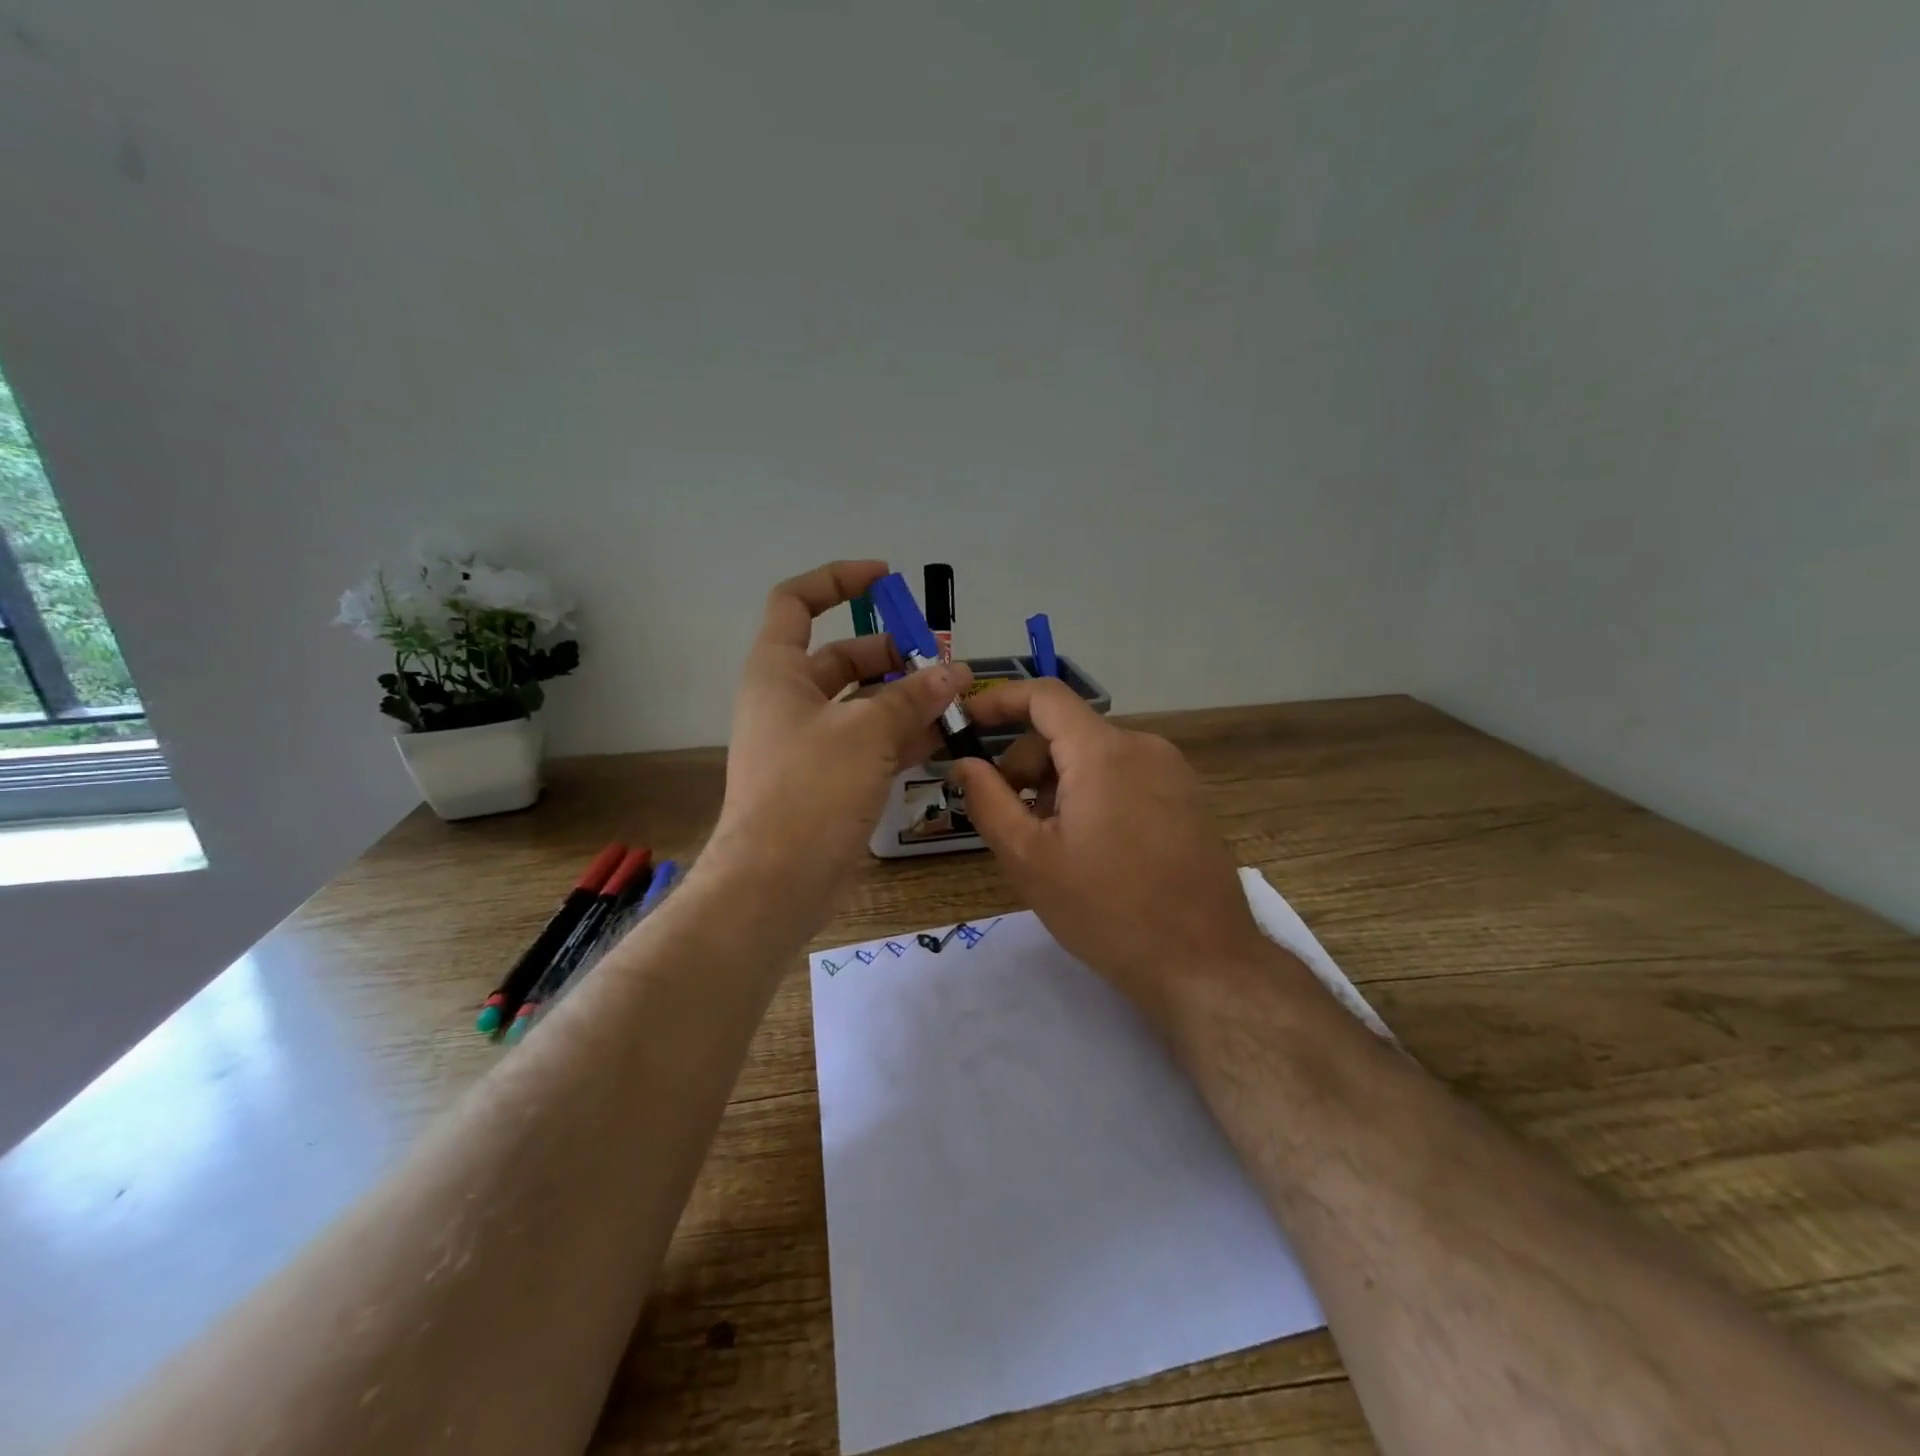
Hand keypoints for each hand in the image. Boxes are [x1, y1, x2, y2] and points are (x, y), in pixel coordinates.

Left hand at [707, 561, 972, 933]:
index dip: (838, 581)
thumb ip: (913, 697)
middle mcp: (790, 701)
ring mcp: (810, 743)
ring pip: (863, 703)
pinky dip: (904, 735)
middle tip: (942, 662)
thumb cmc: (810, 790)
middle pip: (843, 657)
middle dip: (893, 653)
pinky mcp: (830, 780)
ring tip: (956, 698)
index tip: (885, 579)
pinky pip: (871, 743)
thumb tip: (955, 673)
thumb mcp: (866, 732)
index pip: (797, 602)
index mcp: (778, 672)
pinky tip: (946, 737)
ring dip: (907, 697)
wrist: (776, 882)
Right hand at [950, 681, 1274, 1015]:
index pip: (1044, 695)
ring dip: (1060, 785)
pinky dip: (1094, 794)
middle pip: (1068, 732)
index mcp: (1103, 751)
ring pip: (1095, 757)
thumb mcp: (1029, 858)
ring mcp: (1173, 772)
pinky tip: (1092, 849)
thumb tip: (964, 763)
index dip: (999, 701)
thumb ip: (988, 800)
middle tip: (1011, 820)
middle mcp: (1143, 746)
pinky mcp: (1188, 798)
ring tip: (1052, 844)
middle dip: (1027, 765)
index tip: (968, 725)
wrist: (1202, 963)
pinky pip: (1126, 776)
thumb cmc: (1105, 909)